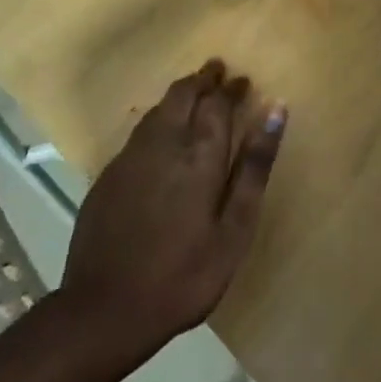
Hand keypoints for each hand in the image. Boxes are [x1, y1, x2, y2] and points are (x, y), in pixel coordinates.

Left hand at [60, 61, 285, 357]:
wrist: (104, 310)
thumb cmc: (184, 275)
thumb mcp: (234, 229)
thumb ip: (254, 167)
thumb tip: (276, 111)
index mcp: (198, 154)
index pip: (217, 104)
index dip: (231, 88)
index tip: (244, 80)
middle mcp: (163, 144)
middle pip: (183, 94)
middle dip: (203, 79)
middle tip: (218, 70)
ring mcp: (130, 158)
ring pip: (158, 109)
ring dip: (180, 93)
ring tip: (195, 90)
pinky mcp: (108, 176)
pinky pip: (140, 130)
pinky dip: (158, 117)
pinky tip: (162, 130)